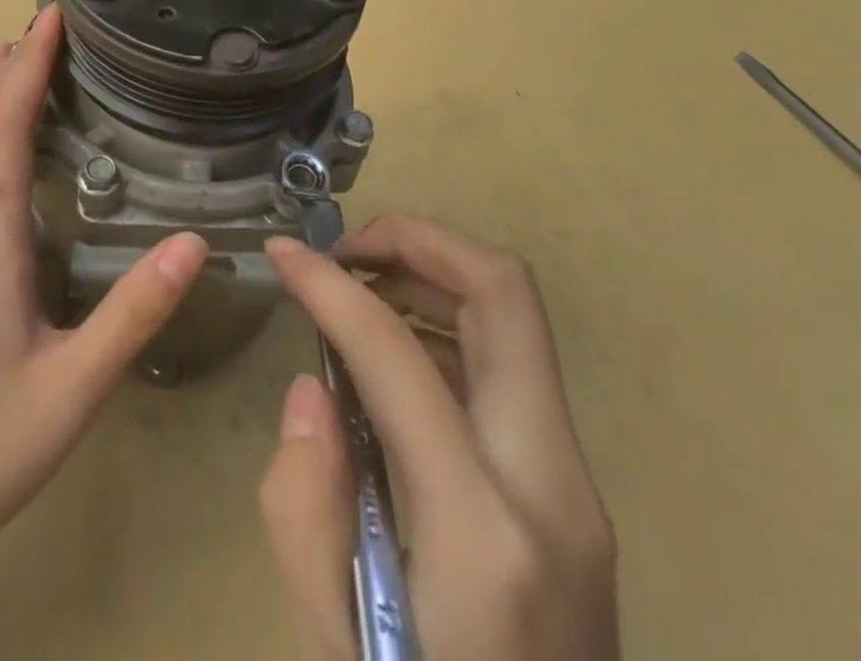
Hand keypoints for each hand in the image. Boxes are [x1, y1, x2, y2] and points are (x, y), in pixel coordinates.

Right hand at [260, 216, 618, 660]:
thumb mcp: (332, 649)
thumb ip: (303, 507)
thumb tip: (313, 389)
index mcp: (482, 533)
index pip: (398, 353)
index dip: (330, 285)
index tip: (283, 253)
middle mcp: (552, 487)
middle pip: (505, 294)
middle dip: (417, 240)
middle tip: (344, 249)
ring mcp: (578, 487)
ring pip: (514, 319)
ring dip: (435, 276)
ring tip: (360, 292)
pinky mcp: (574, 493)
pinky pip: (509, 366)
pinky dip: (450, 326)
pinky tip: (394, 357)